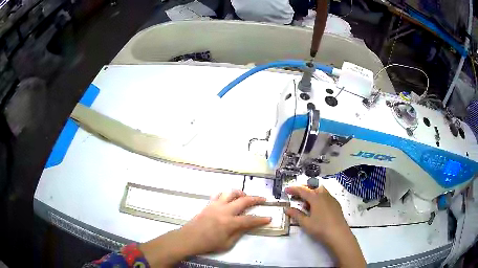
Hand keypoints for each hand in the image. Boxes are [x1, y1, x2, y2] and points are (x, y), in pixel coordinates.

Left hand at [140, 190, 270, 267]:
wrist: (189, 238)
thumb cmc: (208, 244)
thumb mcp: (227, 243)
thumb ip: (239, 233)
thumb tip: (248, 225)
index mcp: (230, 223)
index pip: (250, 220)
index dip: (261, 219)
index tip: (269, 218)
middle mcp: (224, 210)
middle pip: (243, 200)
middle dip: (256, 199)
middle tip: (263, 199)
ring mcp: (216, 205)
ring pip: (230, 192)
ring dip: (240, 192)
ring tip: (245, 196)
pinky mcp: (208, 204)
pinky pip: (219, 194)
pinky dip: (226, 194)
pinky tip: (229, 198)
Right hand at [285, 185, 365, 267]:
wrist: (338, 234)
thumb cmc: (320, 228)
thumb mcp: (305, 223)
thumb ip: (296, 214)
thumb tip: (287, 209)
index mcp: (316, 198)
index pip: (302, 190)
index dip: (294, 189)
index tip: (286, 190)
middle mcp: (324, 195)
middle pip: (313, 187)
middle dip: (304, 189)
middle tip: (296, 194)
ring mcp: (332, 199)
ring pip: (321, 190)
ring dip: (312, 192)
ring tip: (306, 201)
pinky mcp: (336, 204)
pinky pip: (326, 195)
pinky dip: (319, 197)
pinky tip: (317, 207)